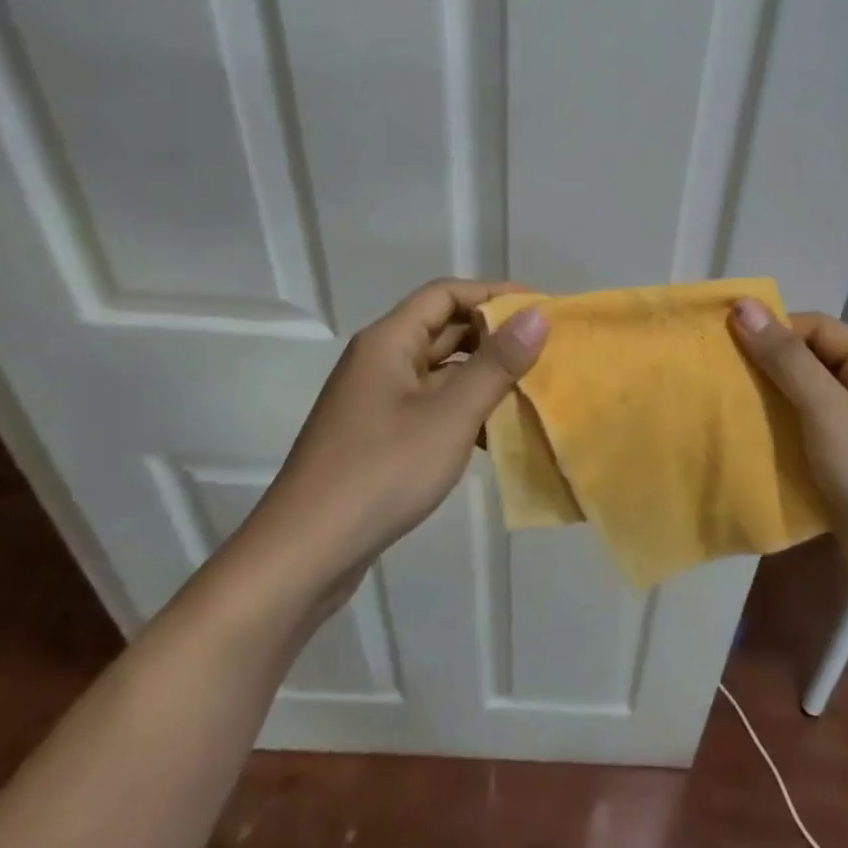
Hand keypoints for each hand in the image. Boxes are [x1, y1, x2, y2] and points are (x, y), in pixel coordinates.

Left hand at [239, 279, 548, 592]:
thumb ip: (496, 364)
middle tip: (544, 349)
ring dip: (482, 376)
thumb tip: (538, 316)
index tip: (540, 308)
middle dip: (493, 336)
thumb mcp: (450, 416)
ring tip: (530, 390)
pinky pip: (429, 405)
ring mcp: (376, 400)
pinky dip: (462, 410)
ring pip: (439, 371)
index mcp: (388, 341)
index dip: (494, 294)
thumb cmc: (381, 472)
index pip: (446, 293)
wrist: (304, 554)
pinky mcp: (377, 435)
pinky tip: (494, 436)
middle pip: (442, 329)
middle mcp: (379, 360)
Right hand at [729, 301, 847, 598]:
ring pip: (807, 407)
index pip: (816, 329)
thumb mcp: (830, 413)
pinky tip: (746, 448)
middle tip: (713, 379)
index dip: (770, 332)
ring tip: (720, 410)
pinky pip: (811, 443)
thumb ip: (786, 359)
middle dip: (765, 371)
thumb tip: (743, 303)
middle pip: (811, 366)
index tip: (719, 346)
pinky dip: (782, 442)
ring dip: (769, 409)